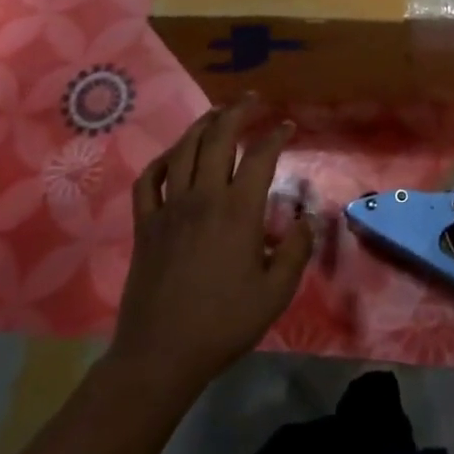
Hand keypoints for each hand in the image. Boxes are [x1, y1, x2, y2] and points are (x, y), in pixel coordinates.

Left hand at [109, 100, 313, 396]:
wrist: (161, 354)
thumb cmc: (224, 323)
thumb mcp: (276, 292)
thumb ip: (296, 251)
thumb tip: (308, 219)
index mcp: (238, 211)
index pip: (260, 157)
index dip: (276, 136)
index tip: (287, 126)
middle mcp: (203, 197)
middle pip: (218, 138)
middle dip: (237, 112)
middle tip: (252, 100)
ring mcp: (169, 208)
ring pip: (184, 150)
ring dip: (203, 125)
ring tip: (218, 114)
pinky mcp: (145, 224)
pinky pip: (150, 179)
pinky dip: (164, 160)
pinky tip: (175, 156)